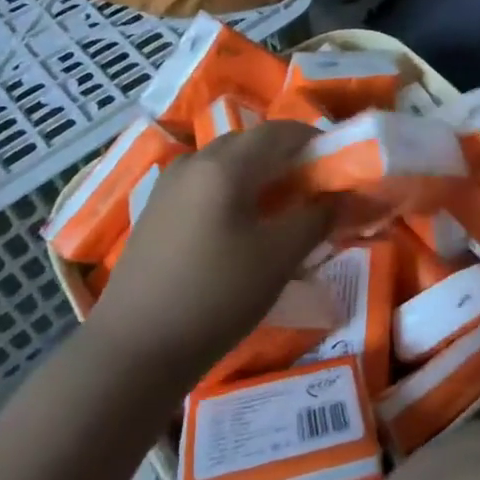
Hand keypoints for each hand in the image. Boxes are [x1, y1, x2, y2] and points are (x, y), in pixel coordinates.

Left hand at [89, 121, 330, 384]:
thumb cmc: (215, 296)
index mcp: (225, 164)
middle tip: (315, 190)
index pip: (280, 131)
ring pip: (227, 164)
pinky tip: (241, 228)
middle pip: (251, 143)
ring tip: (281, 211)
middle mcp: (194, 161)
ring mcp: (169, 184)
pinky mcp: (156, 211)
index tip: (339, 164)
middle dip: (287, 158)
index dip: (315, 140)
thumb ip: (317, 219)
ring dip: (259, 176)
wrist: (134, 348)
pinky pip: (206, 184)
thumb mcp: (278, 258)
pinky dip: (233, 191)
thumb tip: (345, 197)